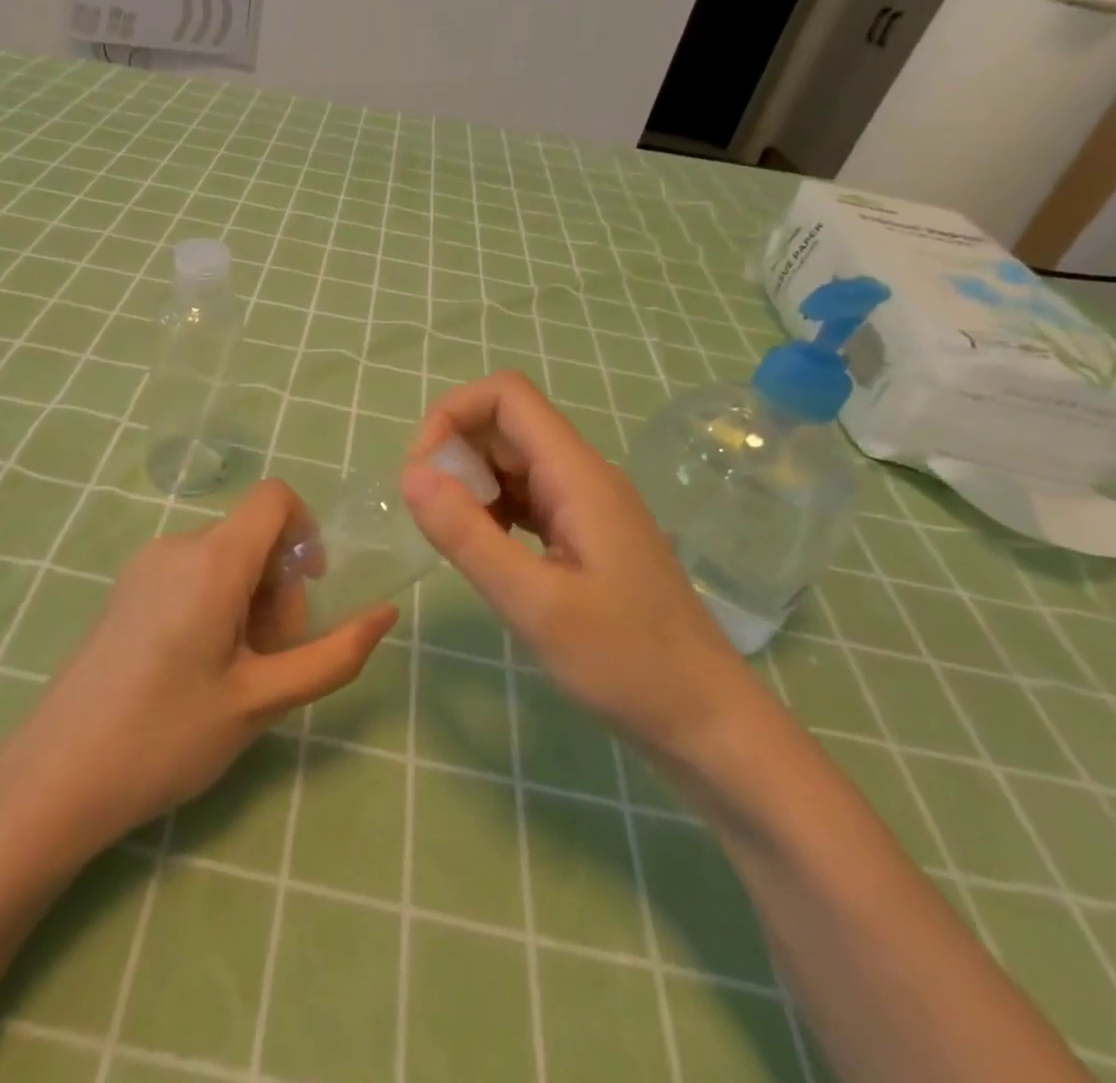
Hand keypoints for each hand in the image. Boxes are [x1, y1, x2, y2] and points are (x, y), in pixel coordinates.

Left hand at [11, 479, 397, 849]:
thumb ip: (333, 655)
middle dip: (279, 586)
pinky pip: (192, 571)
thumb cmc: (168, 736)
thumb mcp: (263, 700)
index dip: (306, 530)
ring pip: (224, 556)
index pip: (275, 497)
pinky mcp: (127, 587)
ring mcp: (145, 564)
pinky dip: (216, 601)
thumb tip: (386, 614)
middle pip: (253, 535)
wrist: (57, 776)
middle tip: (270, 660)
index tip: (309, 592)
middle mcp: (177, 545)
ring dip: (249, 600)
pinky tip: (200, 665)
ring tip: (235, 671)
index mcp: (213, 560)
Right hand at [400, 371, 754, 762]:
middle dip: (456, 454)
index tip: (423, 471)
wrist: (706, 720)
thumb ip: (467, 535)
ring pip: (513, 463)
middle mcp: (583, 475)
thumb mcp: (534, 603)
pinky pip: (526, 498)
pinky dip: (492, 511)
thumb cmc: (625, 662)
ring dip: (471, 485)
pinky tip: (488, 552)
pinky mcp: (584, 534)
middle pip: (505, 425)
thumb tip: (409, 474)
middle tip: (434, 518)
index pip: (507, 395)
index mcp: (578, 475)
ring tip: (459, 541)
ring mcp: (586, 504)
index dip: (453, 414)